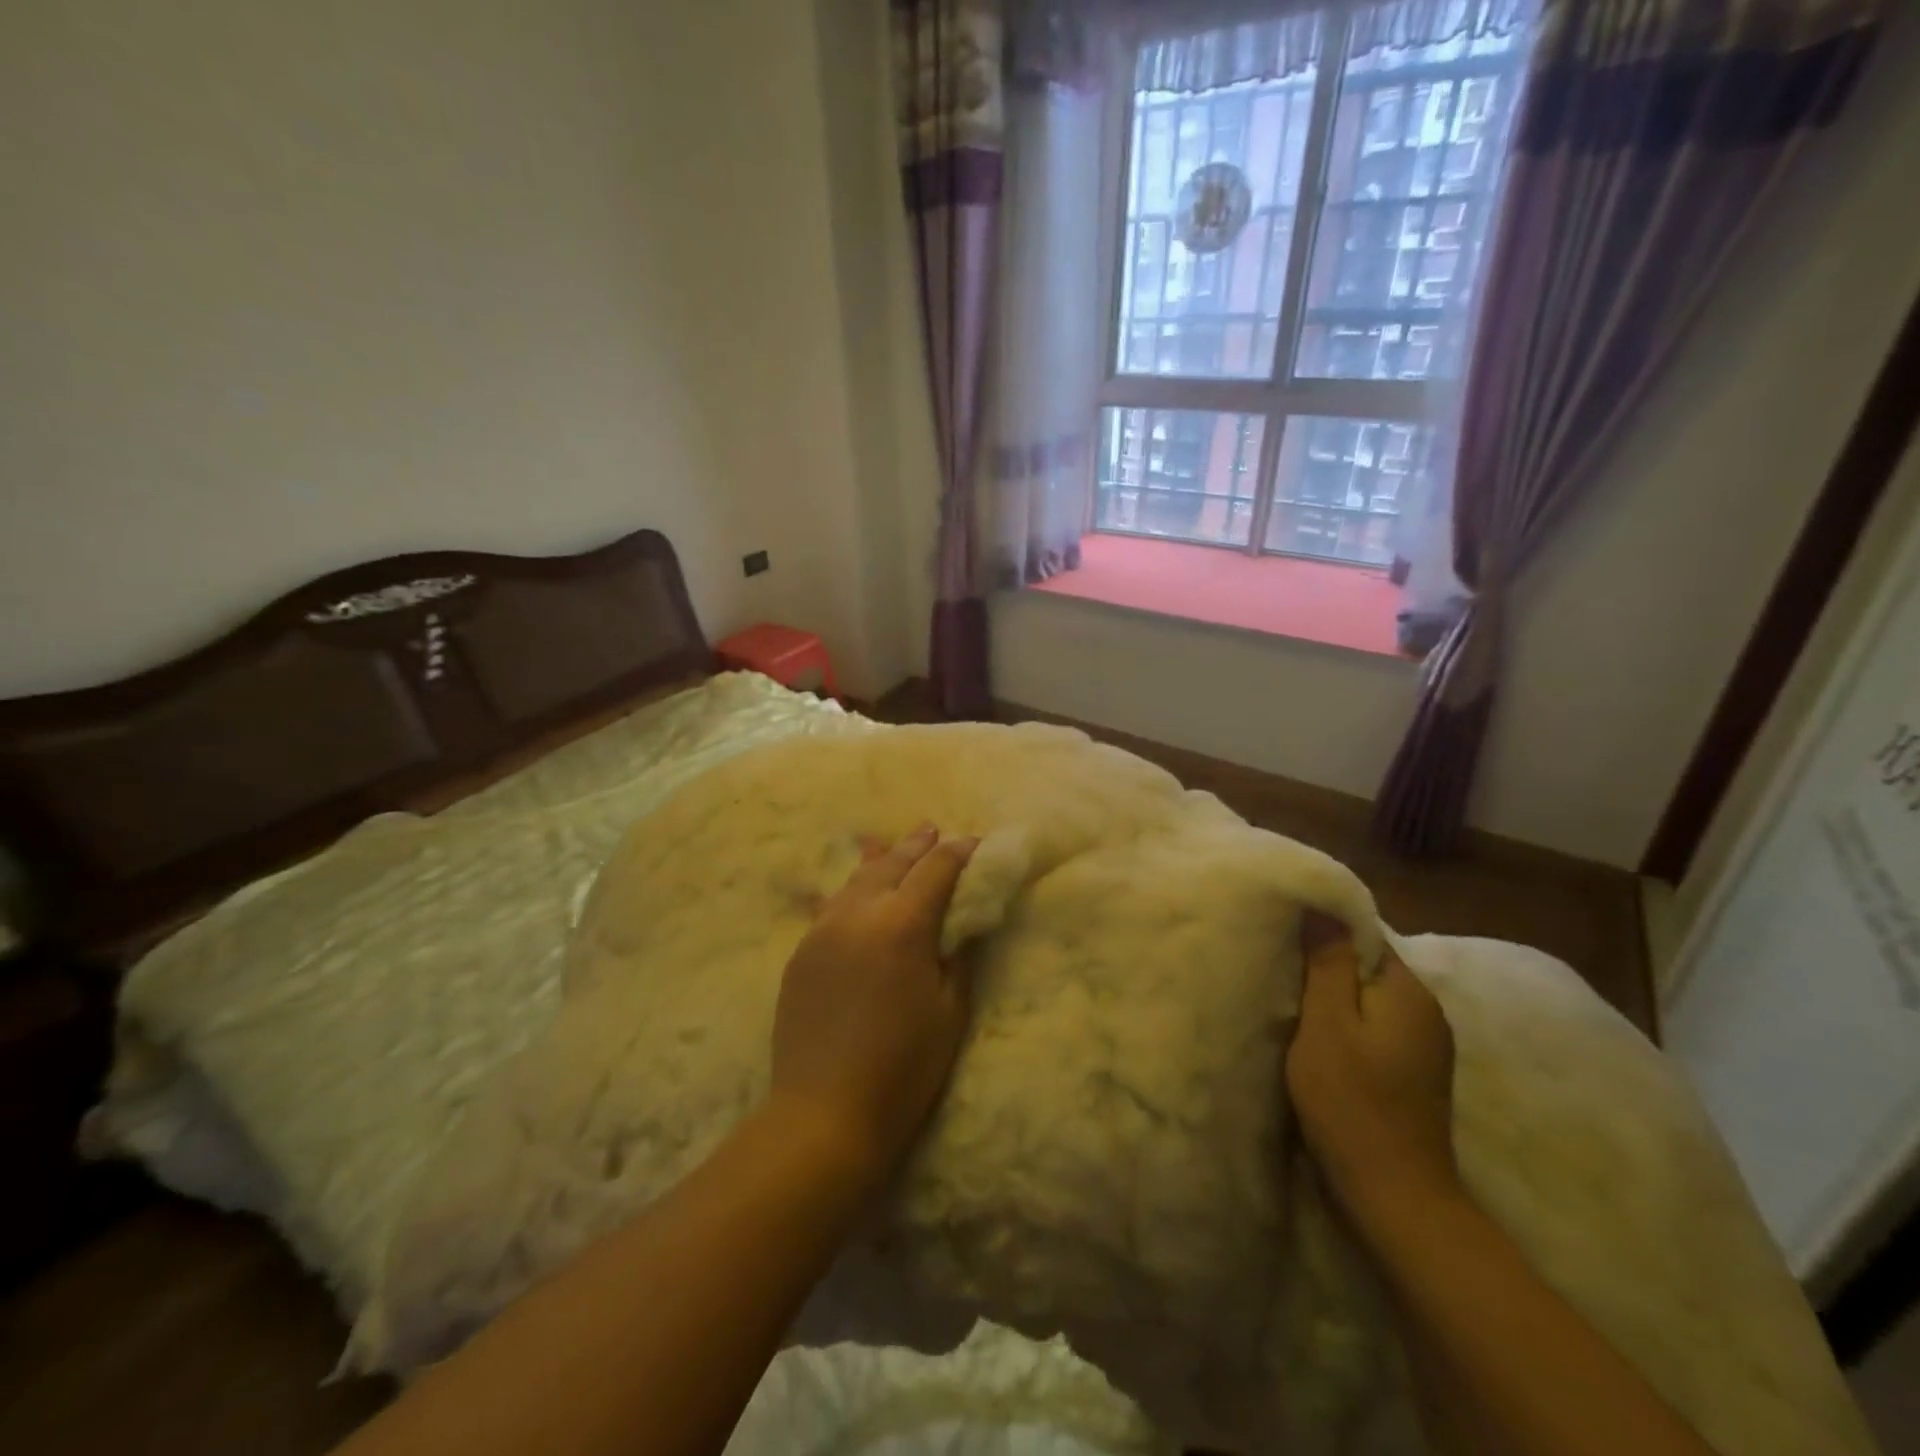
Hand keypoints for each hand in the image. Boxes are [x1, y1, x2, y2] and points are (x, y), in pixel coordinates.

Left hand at [768, 826, 979, 1185]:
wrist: (824, 1113)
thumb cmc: (903, 1068)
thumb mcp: (949, 1012)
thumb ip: (957, 956)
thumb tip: (962, 921)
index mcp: (902, 926)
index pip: (935, 872)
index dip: (958, 854)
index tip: (974, 844)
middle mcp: (858, 914)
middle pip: (892, 864)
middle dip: (917, 846)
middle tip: (934, 830)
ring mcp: (823, 931)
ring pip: (856, 879)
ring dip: (881, 860)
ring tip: (892, 844)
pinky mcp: (801, 953)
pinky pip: (831, 907)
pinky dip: (851, 890)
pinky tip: (855, 889)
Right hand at [1286, 912, 1460, 1227]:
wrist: (1395, 1198)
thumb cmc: (1353, 1104)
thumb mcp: (1327, 1026)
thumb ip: (1328, 964)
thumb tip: (1323, 905)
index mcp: (1410, 992)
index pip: (1365, 936)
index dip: (1323, 932)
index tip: (1282, 935)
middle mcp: (1426, 1012)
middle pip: (1367, 967)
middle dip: (1324, 966)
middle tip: (1277, 968)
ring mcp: (1423, 1046)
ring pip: (1368, 1000)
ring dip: (1332, 998)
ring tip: (1288, 1000)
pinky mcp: (1412, 1074)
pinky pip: (1373, 1029)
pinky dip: (1344, 1026)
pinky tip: (1315, 1039)